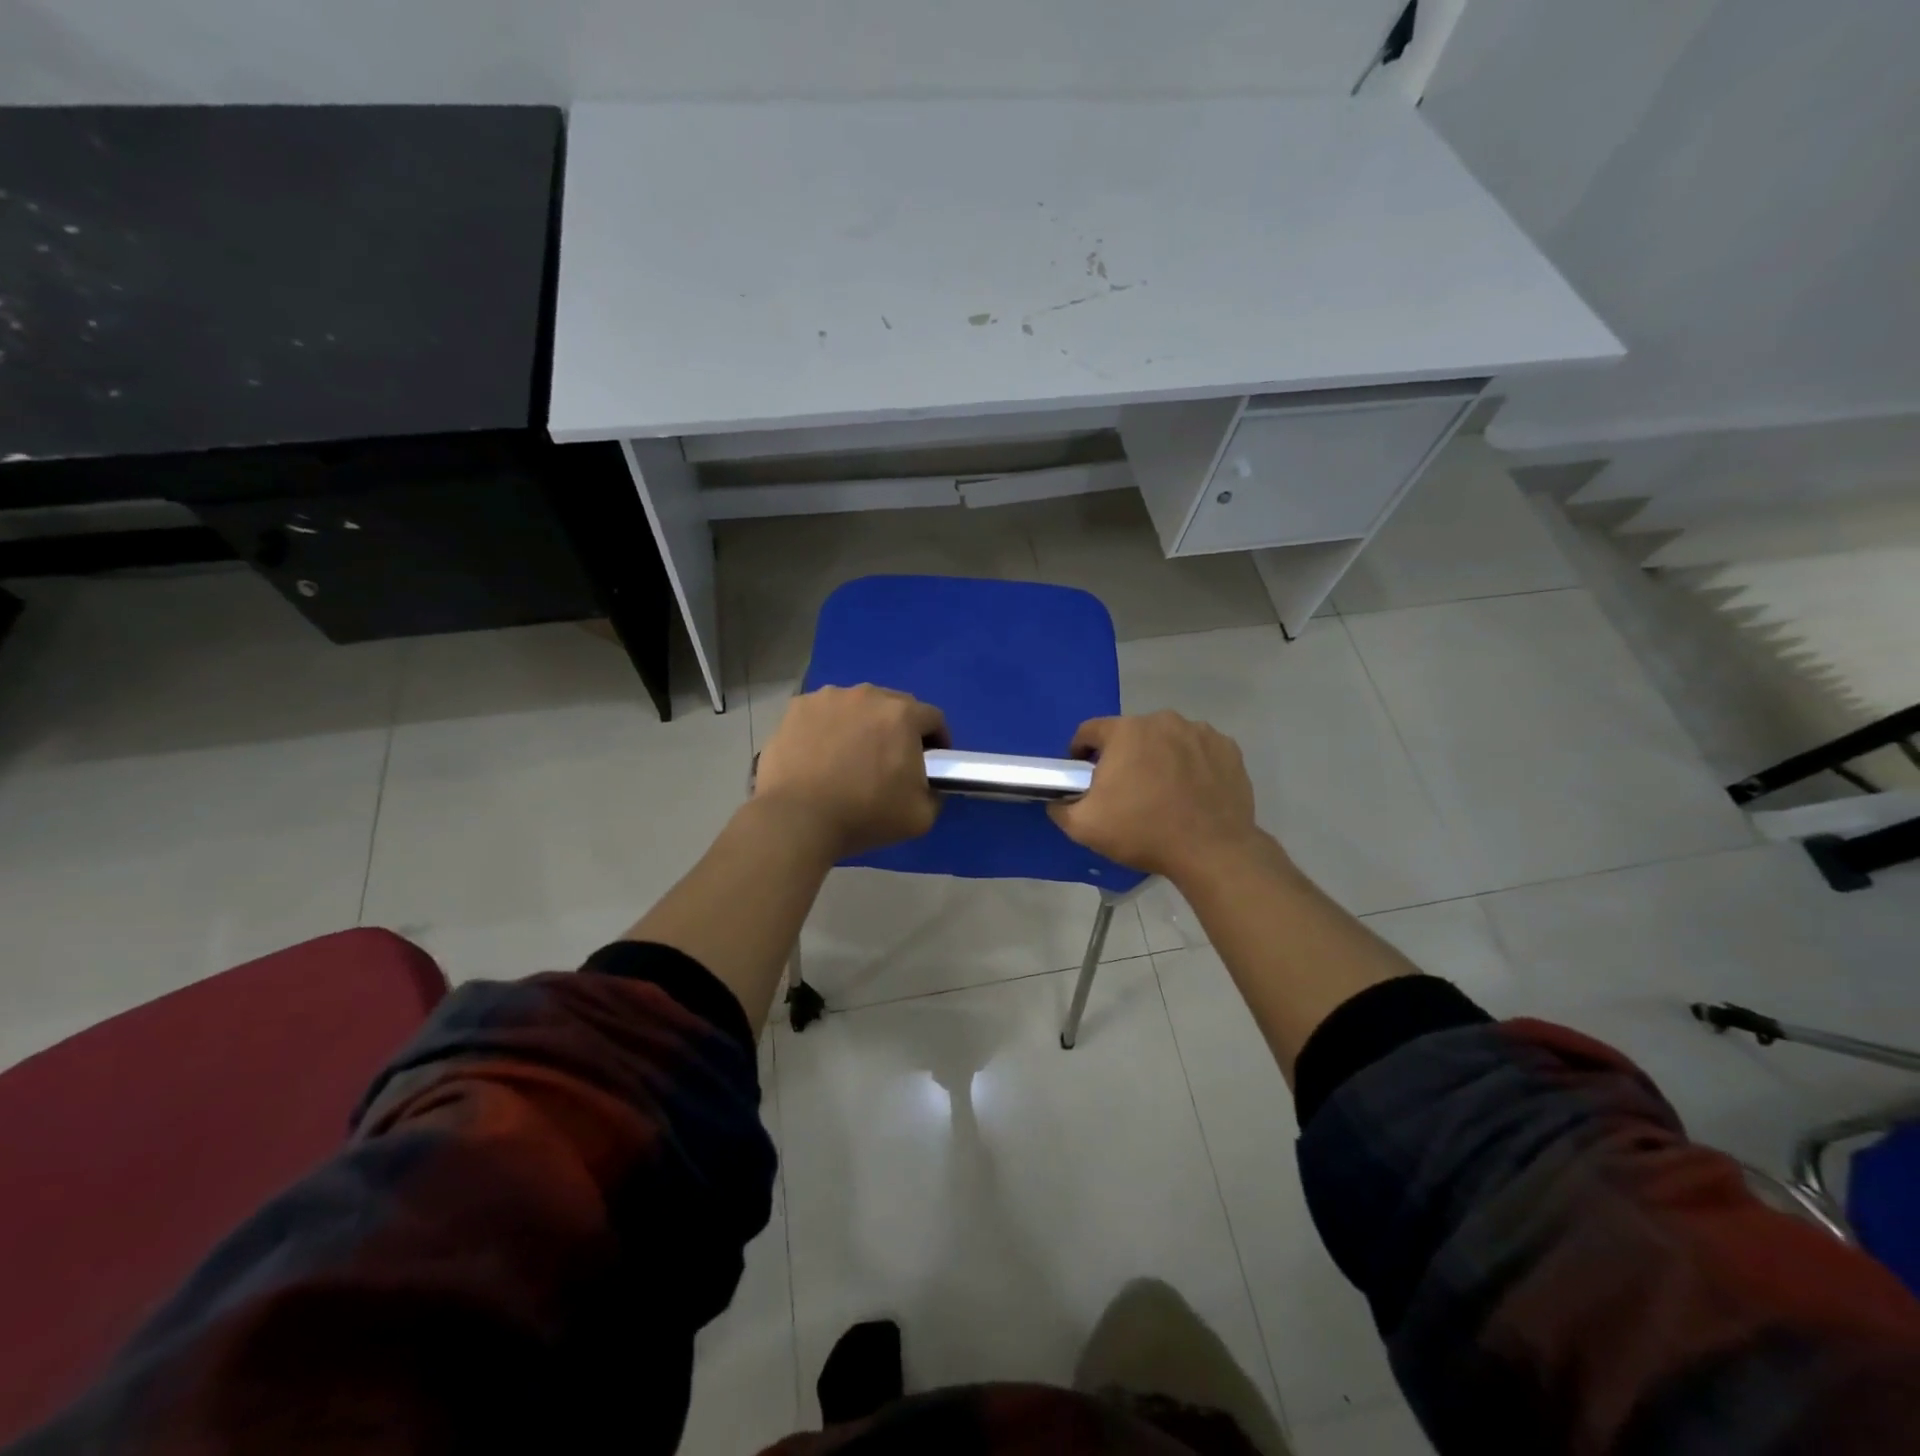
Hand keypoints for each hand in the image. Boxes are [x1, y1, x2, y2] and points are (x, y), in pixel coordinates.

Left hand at [755, 685, 948, 858]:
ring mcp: (828, 698)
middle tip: (890, 760)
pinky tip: (820, 754)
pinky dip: (827, 728)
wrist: (797, 819)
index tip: (931, 762)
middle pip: (894, 706)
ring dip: (862, 724)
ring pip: (856, 707)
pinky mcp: (797, 708)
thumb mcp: (920, 816)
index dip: (937, 740)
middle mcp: (867, 695)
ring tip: (850, 756)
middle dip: (898, 729)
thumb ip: (935, 793)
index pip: (933, 718)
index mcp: (902, 715)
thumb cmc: (864, 816)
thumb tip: (928, 784)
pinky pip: (823, 713)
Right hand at [1049, 711, 1263, 880]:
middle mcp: (1163, 720)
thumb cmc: (1143, 832)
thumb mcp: (1084, 827)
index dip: (1080, 752)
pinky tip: (1191, 792)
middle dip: (1123, 756)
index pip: (1090, 731)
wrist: (1211, 851)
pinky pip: (1198, 750)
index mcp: (1125, 731)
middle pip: (1131, 734)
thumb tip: (1057, 800)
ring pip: (1167, 740)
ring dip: (1159, 757)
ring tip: (1161, 792)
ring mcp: (1200, 732)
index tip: (1083, 776)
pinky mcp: (1228, 748)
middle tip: (1124, 790)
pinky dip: (1191, 764)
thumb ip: (1060, 808)